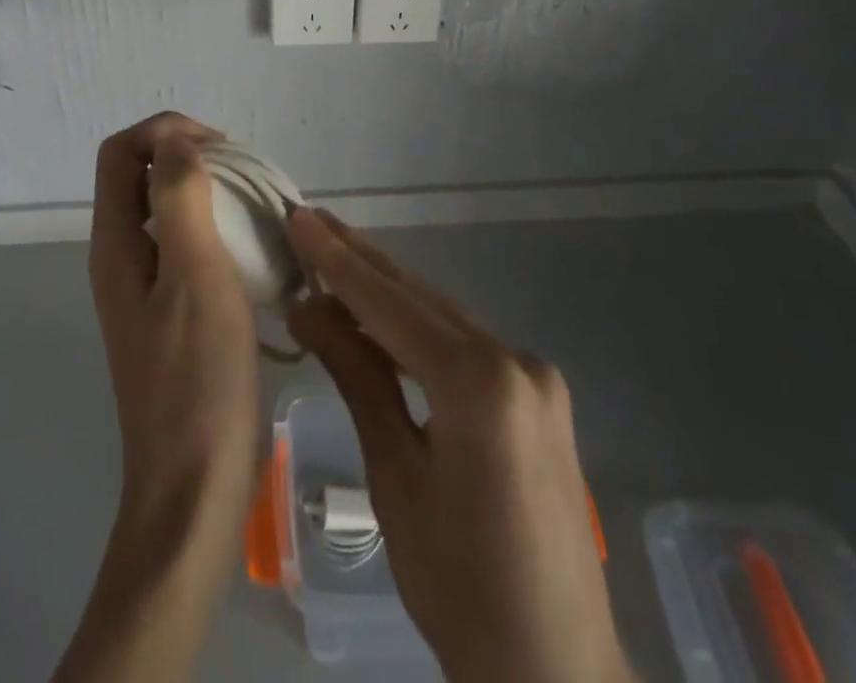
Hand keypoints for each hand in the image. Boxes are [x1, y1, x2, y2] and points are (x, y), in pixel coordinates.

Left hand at [54, 113, 261, 682]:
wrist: (194, 488)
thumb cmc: (197, 379)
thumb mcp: (193, 275)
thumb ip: (179, 198)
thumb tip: (177, 141)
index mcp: (115, 244)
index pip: (120, 152)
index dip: (165, 131)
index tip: (222, 147)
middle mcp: (120, 259)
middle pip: (140, 177)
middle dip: (190, 157)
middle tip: (246, 175)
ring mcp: (144, 290)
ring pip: (167, 212)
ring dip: (208, 194)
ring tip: (258, 207)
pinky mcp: (170, 316)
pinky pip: (187, 248)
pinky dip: (217, 231)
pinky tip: (256, 252)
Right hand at [287, 208, 630, 682]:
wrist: (555, 673)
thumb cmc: (459, 589)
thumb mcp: (394, 477)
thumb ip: (358, 377)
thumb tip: (307, 307)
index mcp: (481, 384)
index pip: (392, 305)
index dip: (339, 262)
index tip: (301, 219)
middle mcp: (516, 360)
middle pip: (421, 299)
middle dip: (361, 261)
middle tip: (311, 221)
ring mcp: (534, 374)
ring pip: (443, 317)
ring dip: (387, 291)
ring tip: (333, 255)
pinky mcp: (538, 393)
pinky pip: (465, 343)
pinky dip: (418, 327)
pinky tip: (382, 313)